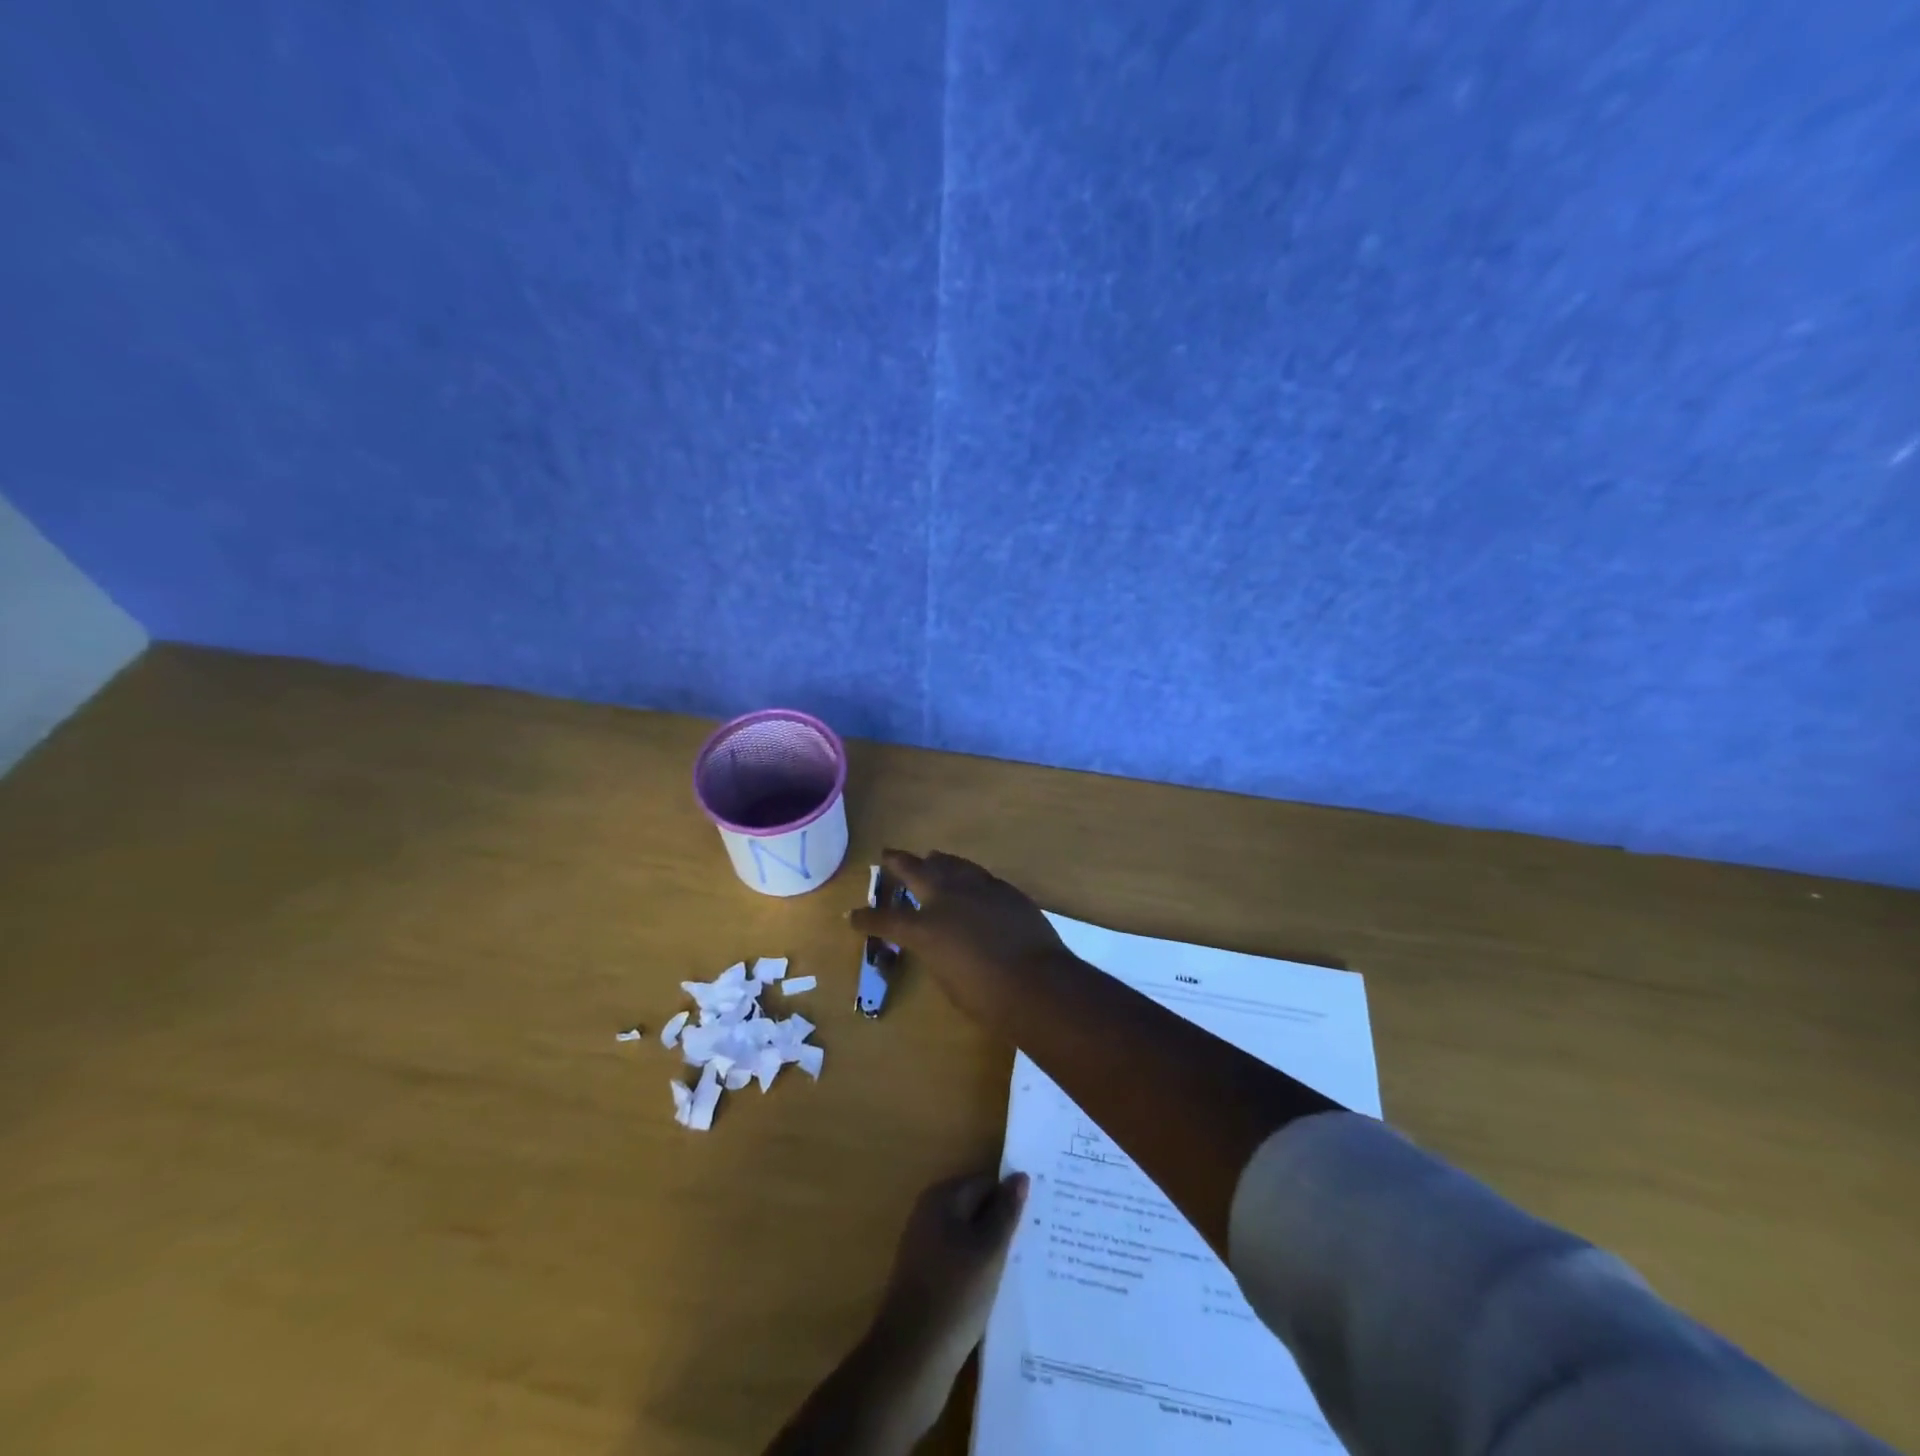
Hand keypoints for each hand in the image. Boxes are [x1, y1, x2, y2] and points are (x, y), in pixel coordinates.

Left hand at [762, 1170, 1028, 1455]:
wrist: (910, 1359)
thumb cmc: (954, 1294)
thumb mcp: (989, 1250)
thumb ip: (1006, 1212)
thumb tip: (1020, 1176)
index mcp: (941, 1197)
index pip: (986, 1183)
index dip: (1011, 1199)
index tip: (1038, 1220)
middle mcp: (929, 1214)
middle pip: (975, 1208)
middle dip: (1002, 1224)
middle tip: (1036, 1244)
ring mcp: (924, 1248)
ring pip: (969, 1238)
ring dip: (991, 1250)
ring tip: (1023, 1268)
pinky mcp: (926, 1279)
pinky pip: (959, 1262)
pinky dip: (978, 1271)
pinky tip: (997, 1291)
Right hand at [851, 849, 1070, 1022]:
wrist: (1036, 982)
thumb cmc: (986, 996)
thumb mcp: (947, 979)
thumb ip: (936, 953)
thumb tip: (938, 942)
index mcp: (924, 929)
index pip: (885, 919)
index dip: (867, 919)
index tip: (854, 917)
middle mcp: (946, 900)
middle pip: (915, 871)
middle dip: (898, 863)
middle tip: (887, 855)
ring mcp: (977, 889)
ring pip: (950, 864)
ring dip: (937, 862)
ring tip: (931, 857)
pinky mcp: (1004, 889)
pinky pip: (978, 875)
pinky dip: (967, 875)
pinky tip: (969, 879)